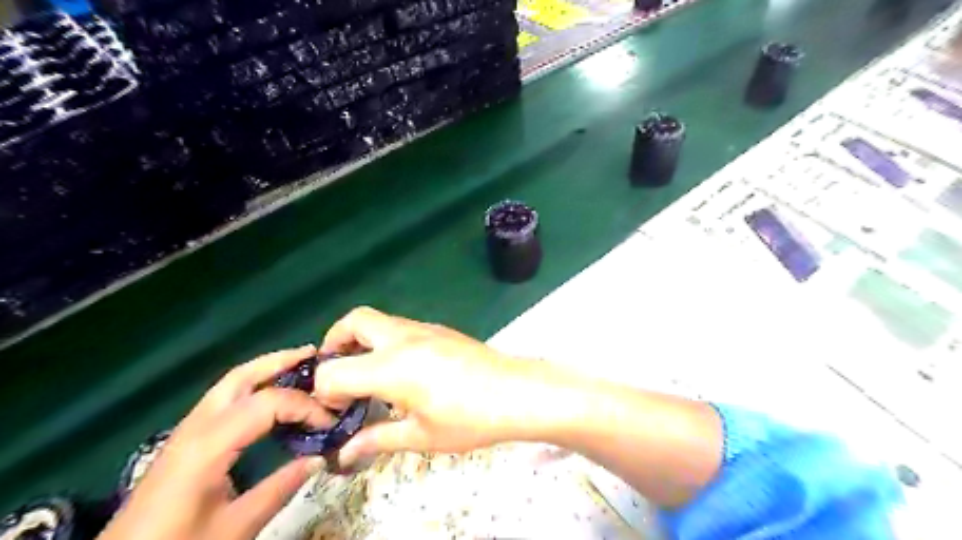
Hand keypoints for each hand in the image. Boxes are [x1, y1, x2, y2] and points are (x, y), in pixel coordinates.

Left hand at [99, 346, 334, 539]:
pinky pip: (225, 399)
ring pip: (230, 383)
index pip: (267, 403)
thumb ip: (279, 489)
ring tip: (299, 367)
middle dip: (280, 361)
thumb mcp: (234, 527)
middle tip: (315, 355)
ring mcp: (187, 430)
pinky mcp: (186, 439)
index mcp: (208, 445)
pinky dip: (254, 387)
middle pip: (241, 376)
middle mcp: (196, 426)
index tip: (331, 422)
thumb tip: (320, 458)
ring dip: (267, 369)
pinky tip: (271, 398)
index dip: (305, 407)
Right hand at [313, 305, 560, 465]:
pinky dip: (386, 341)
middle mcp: (403, 338)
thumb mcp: (421, 436)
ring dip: (363, 341)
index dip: (325, 392)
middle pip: (354, 321)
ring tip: (370, 375)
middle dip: (335, 343)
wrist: (516, 392)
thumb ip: (377, 439)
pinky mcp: (440, 329)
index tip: (340, 412)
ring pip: (380, 320)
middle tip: (339, 374)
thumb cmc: (469, 419)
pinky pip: (401, 326)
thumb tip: (345, 454)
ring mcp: (424, 328)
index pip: (333, 370)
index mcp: (391, 367)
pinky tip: (403, 370)